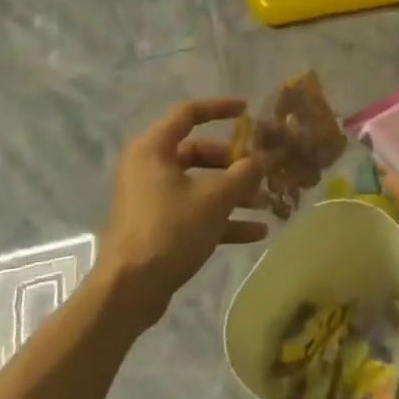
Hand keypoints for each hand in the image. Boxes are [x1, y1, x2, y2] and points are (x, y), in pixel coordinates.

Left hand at [98, 98, 270, 327]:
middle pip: (200, 152)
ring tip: (268, 204)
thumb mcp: (214, 200)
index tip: (247, 111)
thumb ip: (244, 175)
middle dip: (235, 163)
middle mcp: (150, 167)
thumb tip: (264, 159)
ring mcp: (153, 198)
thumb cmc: (169, 231)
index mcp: (154, 149)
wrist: (130, 290)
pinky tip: (256, 232)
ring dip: (234, 193)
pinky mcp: (159, 225)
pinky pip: (196, 211)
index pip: (188, 113)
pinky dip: (223, 218)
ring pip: (201, 184)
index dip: (219, 108)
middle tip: (263, 171)